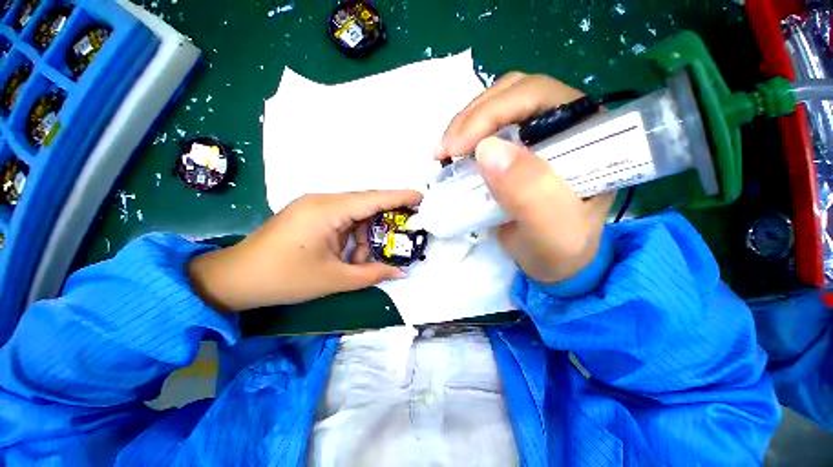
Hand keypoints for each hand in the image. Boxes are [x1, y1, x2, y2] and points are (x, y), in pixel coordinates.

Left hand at [188, 190, 421, 311]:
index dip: (399, 197)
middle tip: (402, 234)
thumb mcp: (334, 278)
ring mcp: (315, 207)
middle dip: (384, 221)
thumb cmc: (283, 278)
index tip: (421, 197)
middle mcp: (323, 201)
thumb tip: (400, 273)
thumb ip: (371, 274)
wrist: (235, 279)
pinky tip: (348, 256)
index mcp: (327, 210)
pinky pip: (342, 221)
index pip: (372, 199)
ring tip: (362, 261)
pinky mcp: (310, 216)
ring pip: (354, 216)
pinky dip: (352, 238)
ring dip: (364, 237)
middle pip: (365, 205)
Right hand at [436, 73, 613, 282]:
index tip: (458, 148)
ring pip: (496, 107)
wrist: (551, 261)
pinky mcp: (516, 149)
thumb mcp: (551, 232)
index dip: (492, 113)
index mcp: (588, 135)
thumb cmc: (558, 250)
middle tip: (444, 151)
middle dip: (471, 118)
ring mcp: (537, 134)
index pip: (538, 97)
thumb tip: (488, 150)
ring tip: (444, 153)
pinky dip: (465, 138)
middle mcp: (565, 124)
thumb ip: (530, 194)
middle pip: (513, 94)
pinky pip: (487, 129)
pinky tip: (453, 155)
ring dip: (464, 126)